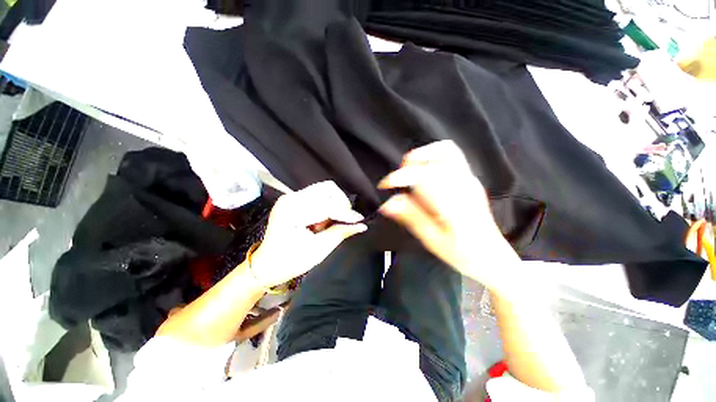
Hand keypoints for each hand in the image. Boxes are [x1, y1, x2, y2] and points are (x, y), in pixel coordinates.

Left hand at [250, 181, 366, 287]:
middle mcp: (291, 198)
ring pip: (324, 190)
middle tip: (346, 220)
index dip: (345, 212)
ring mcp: (292, 197)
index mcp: (292, 211)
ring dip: (335, 203)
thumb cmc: (290, 261)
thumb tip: (361, 225)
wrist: (267, 264)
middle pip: (327, 189)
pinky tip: (326, 218)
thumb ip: (340, 233)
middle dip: (341, 204)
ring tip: (333, 221)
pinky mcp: (295, 200)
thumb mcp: (318, 250)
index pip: (327, 204)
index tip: (360, 220)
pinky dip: (328, 204)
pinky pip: (319, 195)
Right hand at [378, 141, 519, 288]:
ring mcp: (470, 181)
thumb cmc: (462, 253)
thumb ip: (411, 217)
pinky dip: (431, 161)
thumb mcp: (432, 239)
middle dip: (415, 159)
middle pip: (442, 152)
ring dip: (424, 157)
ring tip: (410, 174)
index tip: (385, 185)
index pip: (425, 176)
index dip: (401, 177)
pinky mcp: (469, 182)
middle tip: (401, 176)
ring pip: (447, 151)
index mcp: (455, 202)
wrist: (492, 258)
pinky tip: (423, 179)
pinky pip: (450, 159)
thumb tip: (387, 204)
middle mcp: (465, 185)